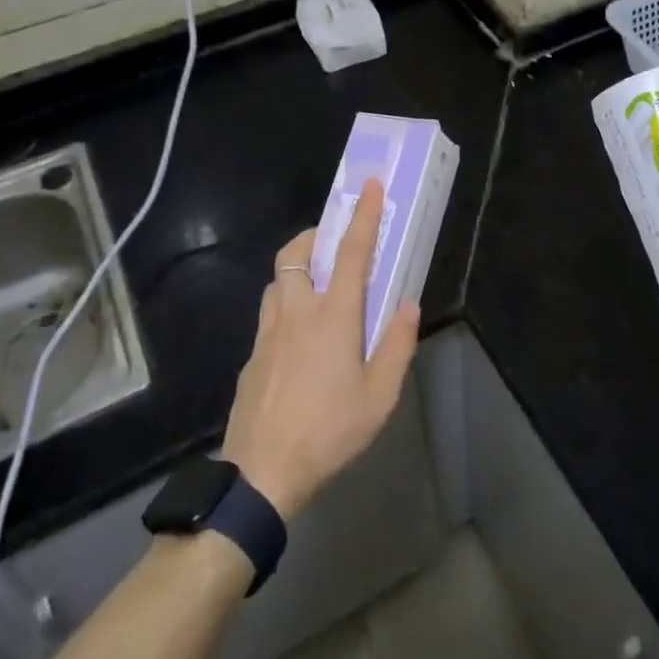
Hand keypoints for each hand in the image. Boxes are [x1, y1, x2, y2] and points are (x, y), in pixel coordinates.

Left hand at [221, 179, 420, 520]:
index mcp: (333, 316)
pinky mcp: (251, 355)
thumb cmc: (329, 431)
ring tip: (318, 291)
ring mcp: (267, 332)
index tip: (367, 186)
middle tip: (333, 244)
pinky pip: (268, 314)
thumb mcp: (380, 395)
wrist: (262, 472)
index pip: (350, 253)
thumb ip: (397, 344)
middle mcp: (296, 312)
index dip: (361, 216)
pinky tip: (298, 342)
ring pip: (277, 280)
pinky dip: (285, 306)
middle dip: (313, 236)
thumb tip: (406, 304)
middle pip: (295, 253)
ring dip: (297, 270)